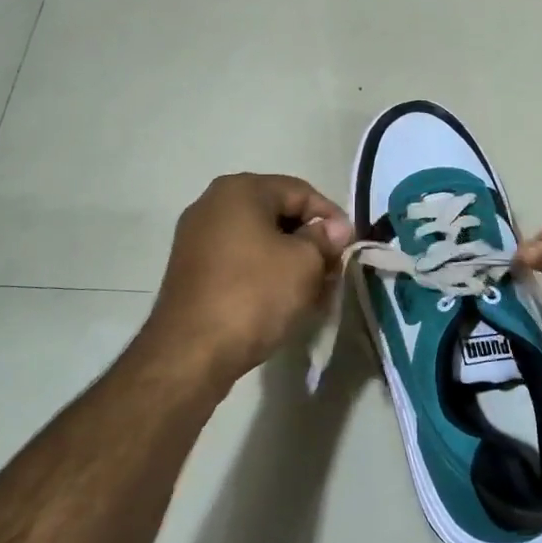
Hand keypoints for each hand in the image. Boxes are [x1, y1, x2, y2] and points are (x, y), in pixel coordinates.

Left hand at [144, 173, 352, 385]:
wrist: (191, 352)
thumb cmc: (254, 295)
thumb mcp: (304, 263)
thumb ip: (324, 238)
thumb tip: (335, 228)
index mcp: (239, 190)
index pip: (300, 191)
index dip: (331, 218)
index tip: (350, 248)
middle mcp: (212, 204)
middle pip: (278, 214)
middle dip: (310, 241)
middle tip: (334, 271)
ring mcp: (197, 237)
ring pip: (259, 239)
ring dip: (290, 260)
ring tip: (313, 290)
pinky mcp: (192, 269)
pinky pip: (239, 260)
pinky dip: (265, 273)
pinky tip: (283, 299)